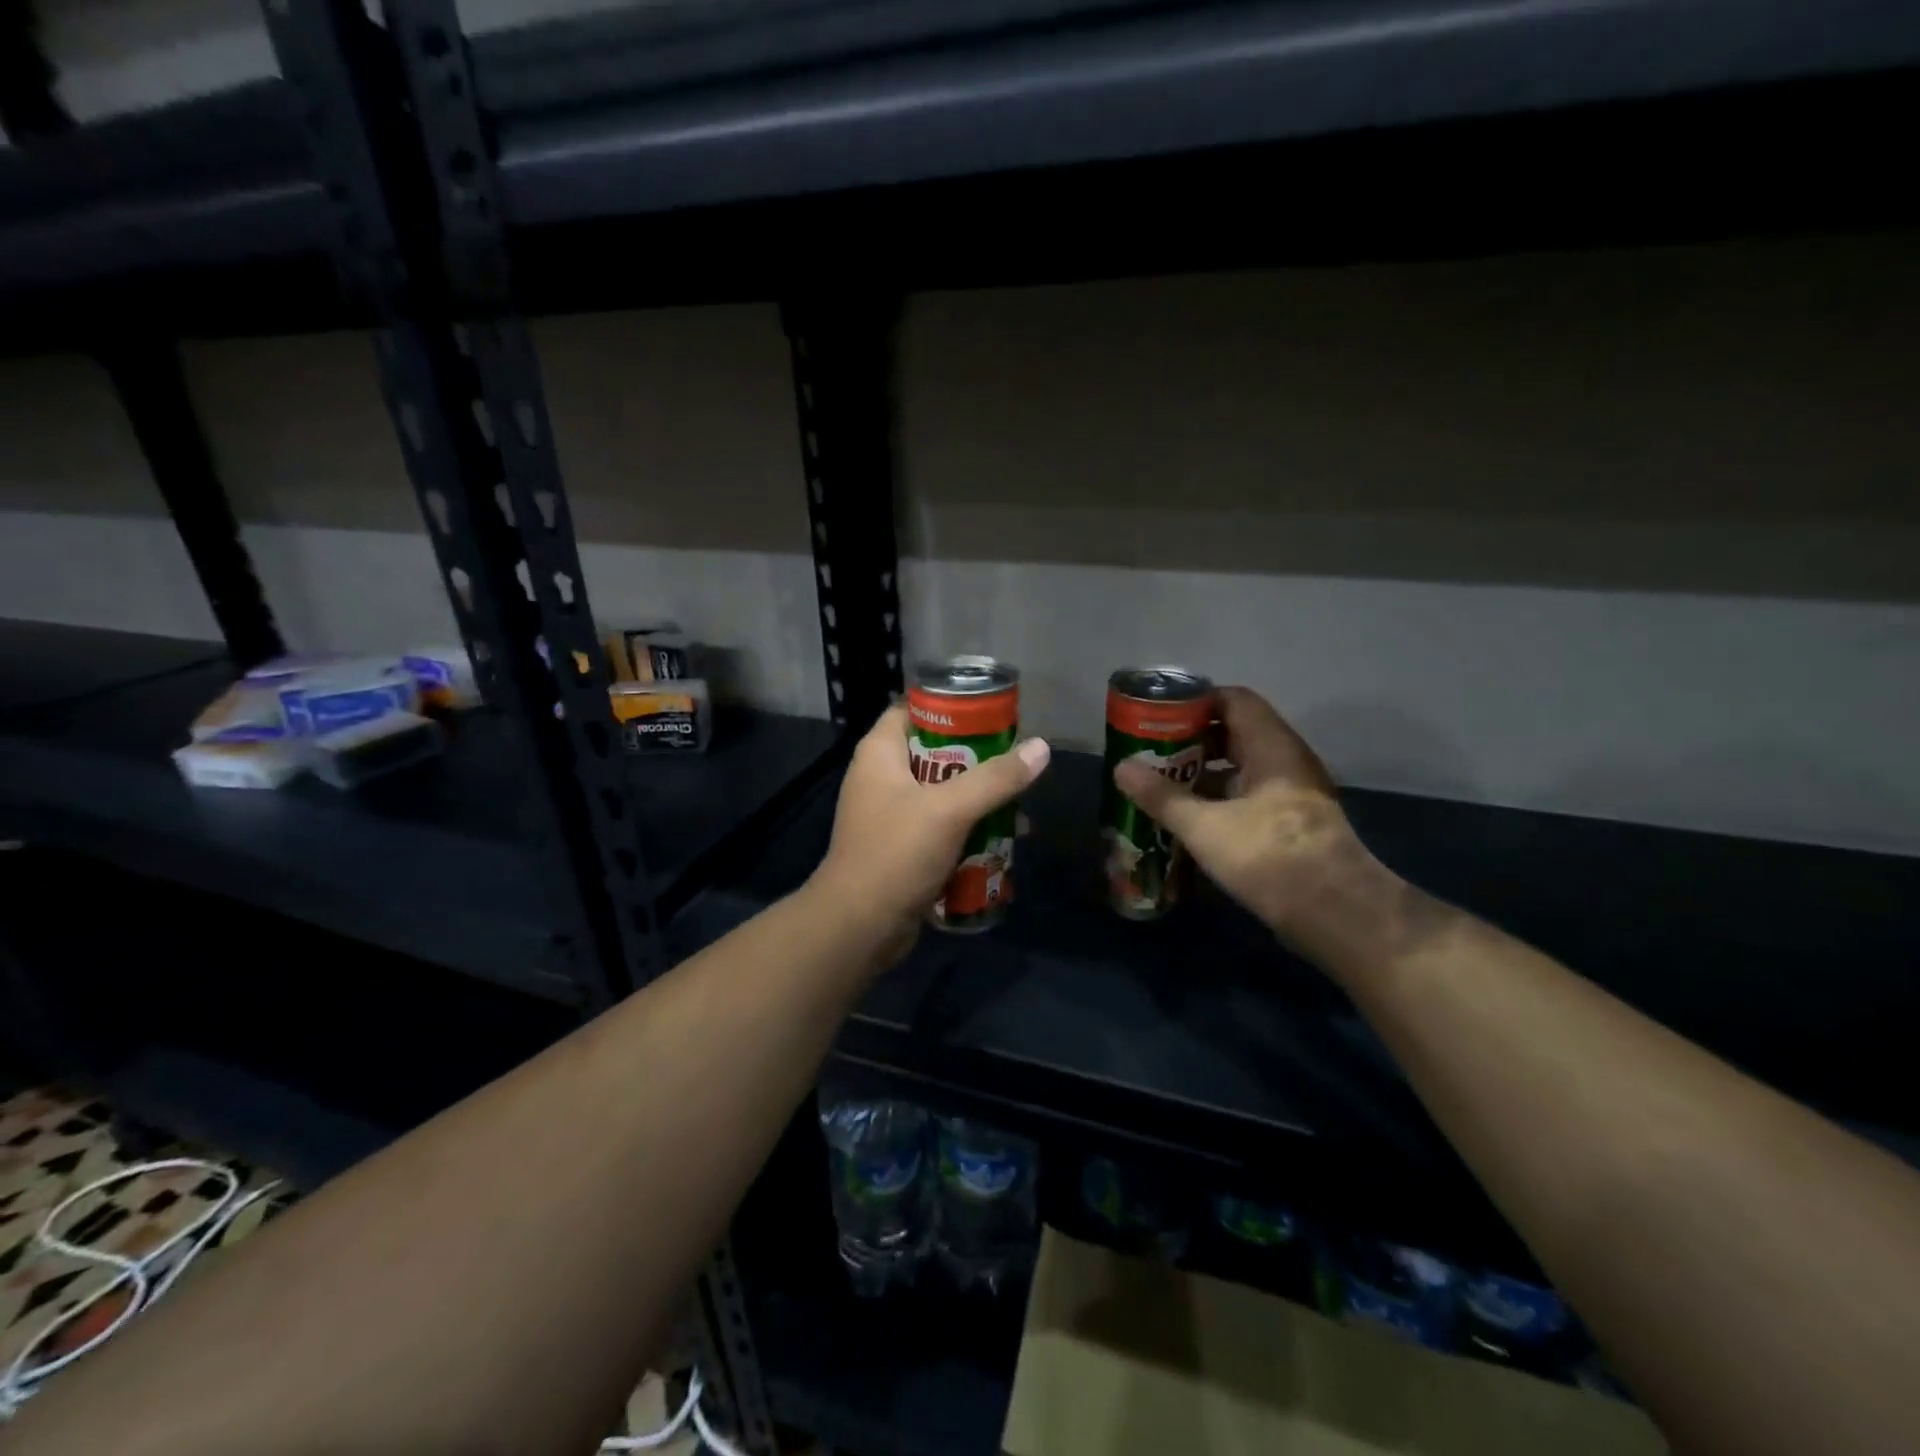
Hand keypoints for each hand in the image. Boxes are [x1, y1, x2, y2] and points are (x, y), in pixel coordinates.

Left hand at [811, 705, 1050, 964]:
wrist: (859, 927)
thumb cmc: (897, 853)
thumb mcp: (950, 809)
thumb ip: (996, 778)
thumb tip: (1041, 748)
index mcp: (880, 754)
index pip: (913, 710)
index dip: (950, 707)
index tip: (992, 713)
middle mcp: (881, 778)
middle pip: (935, 753)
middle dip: (977, 760)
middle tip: (1016, 762)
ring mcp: (890, 816)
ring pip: (942, 794)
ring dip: (978, 800)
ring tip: (1020, 806)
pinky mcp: (901, 848)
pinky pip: (940, 828)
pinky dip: (968, 830)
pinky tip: (1003, 839)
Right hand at [1113, 686, 1367, 937]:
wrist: (1337, 914)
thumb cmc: (1269, 856)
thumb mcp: (1204, 826)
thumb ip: (1162, 796)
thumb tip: (1121, 768)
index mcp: (1272, 746)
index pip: (1234, 699)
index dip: (1196, 702)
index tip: (1159, 715)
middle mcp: (1288, 760)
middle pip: (1237, 732)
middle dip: (1193, 739)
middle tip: (1153, 751)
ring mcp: (1295, 793)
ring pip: (1244, 767)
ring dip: (1206, 772)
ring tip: (1165, 783)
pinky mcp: (1294, 823)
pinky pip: (1252, 795)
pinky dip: (1222, 798)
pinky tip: (1193, 818)